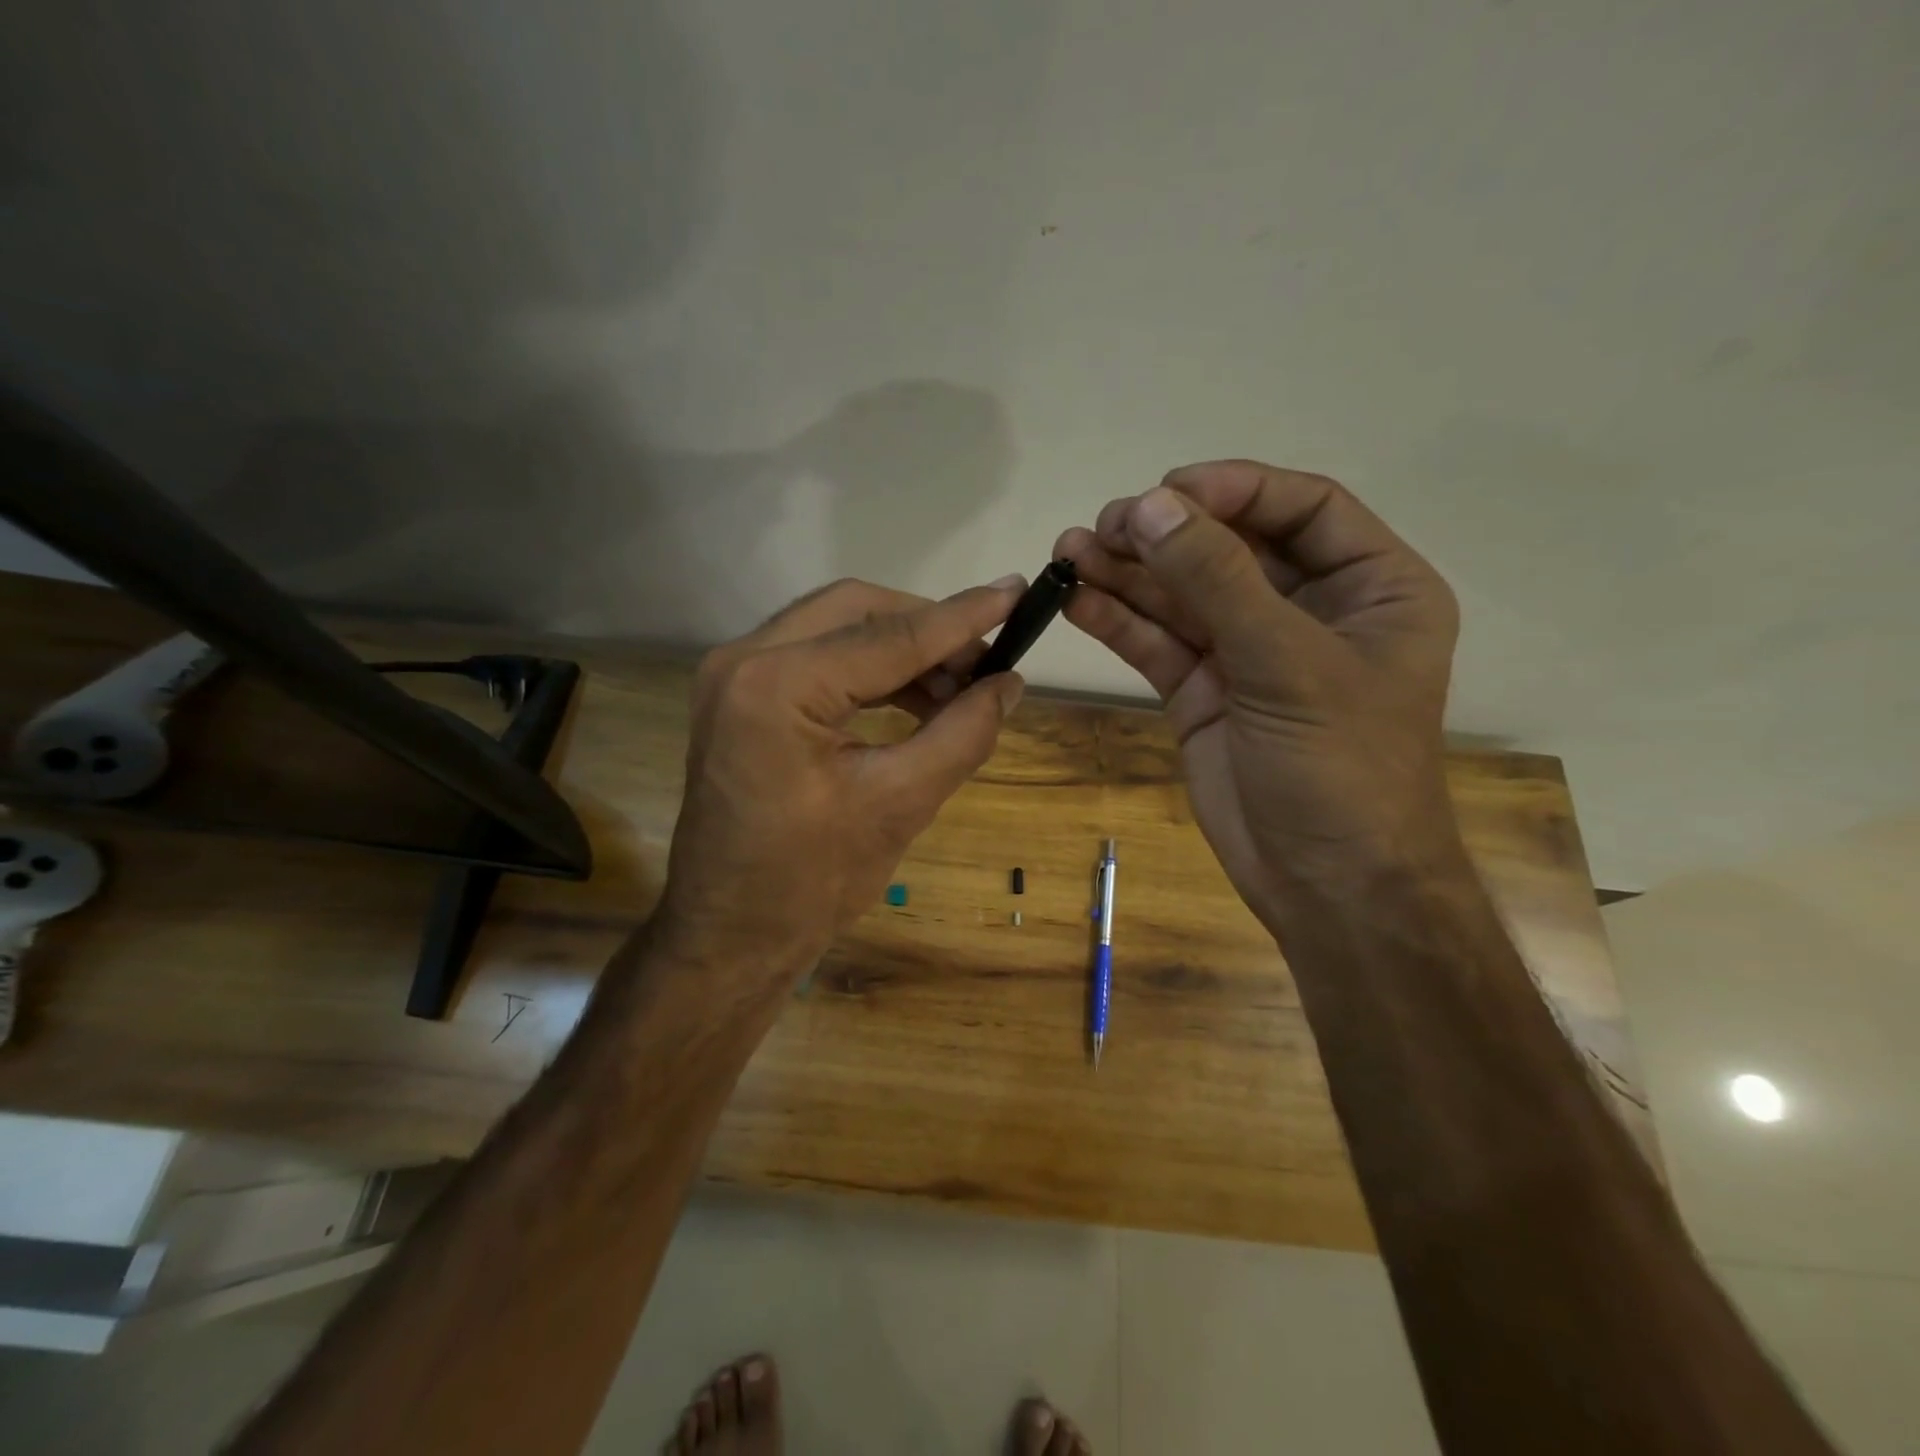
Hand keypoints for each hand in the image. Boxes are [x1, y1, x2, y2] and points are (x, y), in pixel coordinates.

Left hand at [653, 576, 1026, 979]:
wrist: (729, 938)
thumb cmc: (810, 884)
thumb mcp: (899, 805)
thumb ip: (962, 733)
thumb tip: (1010, 684)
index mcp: (776, 685)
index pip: (889, 636)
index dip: (962, 617)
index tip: (1017, 591)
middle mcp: (743, 660)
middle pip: (855, 609)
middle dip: (927, 628)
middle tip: (984, 662)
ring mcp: (733, 676)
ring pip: (835, 628)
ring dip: (901, 649)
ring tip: (959, 687)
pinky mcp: (739, 697)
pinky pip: (816, 658)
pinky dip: (869, 670)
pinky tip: (915, 699)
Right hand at [1054, 461, 1461, 922]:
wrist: (1326, 886)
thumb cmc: (1341, 768)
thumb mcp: (1287, 663)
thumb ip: (1217, 580)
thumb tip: (1151, 506)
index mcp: (1370, 587)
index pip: (1302, 508)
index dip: (1234, 490)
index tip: (1166, 491)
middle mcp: (1308, 611)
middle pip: (1229, 548)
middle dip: (1166, 534)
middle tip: (1103, 526)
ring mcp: (1248, 653)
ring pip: (1182, 595)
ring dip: (1128, 573)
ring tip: (1069, 553)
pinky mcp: (1201, 692)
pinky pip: (1158, 643)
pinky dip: (1119, 621)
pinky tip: (1077, 600)